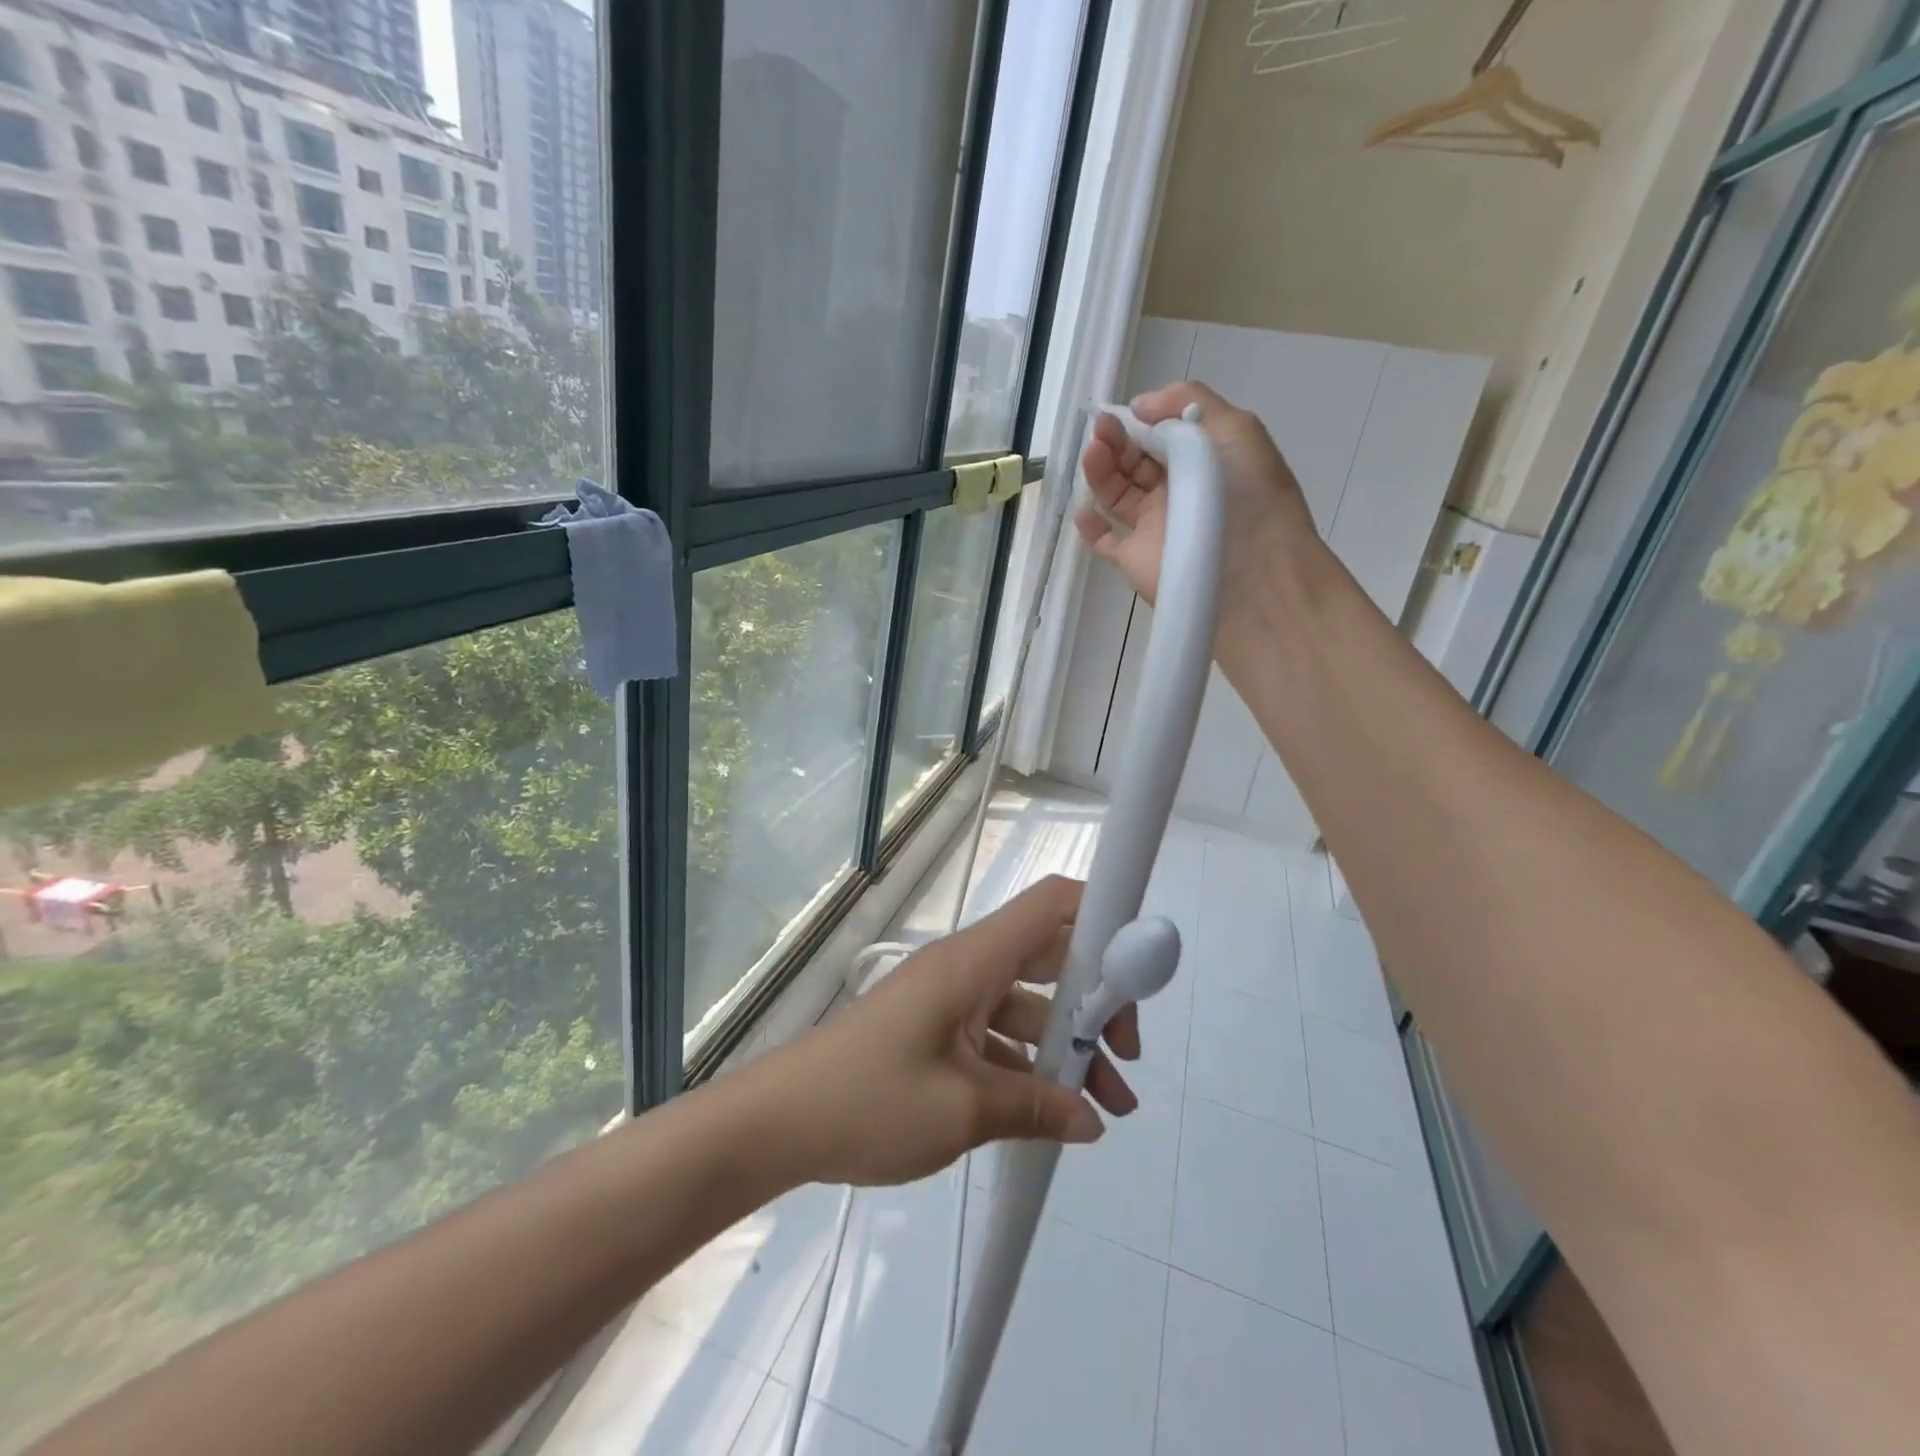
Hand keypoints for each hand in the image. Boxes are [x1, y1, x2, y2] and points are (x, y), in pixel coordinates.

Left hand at [747, 876, 1140, 1188]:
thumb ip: (1033, 1108)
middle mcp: (967, 968)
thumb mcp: (961, 1109)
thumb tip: (1091, 1119)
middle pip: (1050, 959)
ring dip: (1065, 1048)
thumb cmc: (868, 1099)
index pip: (1050, 905)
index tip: (1140, 966)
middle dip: (1095, 1003)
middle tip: (1125, 1057)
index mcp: (973, 961)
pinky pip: (997, 1037)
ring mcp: (950, 1001)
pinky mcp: (936, 1033)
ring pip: (1027, 1007)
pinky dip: (1028, 1067)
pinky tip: (1051, 1114)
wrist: (777, 1122)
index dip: (1102, 915)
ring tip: (1105, 1107)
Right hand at [1075, 381, 1320, 638]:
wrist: (1250, 572)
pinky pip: (1106, 541)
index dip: (1141, 421)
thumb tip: (1139, 407)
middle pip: (1135, 461)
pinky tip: (1084, 509)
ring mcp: (1154, 527)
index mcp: (1204, 461)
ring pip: (1117, 494)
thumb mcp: (1236, 429)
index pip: (1163, 435)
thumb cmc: (1248, 496)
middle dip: (1116, 441)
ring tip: (1093, 454)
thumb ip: (1188, 403)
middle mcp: (1177, 491)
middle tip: (1101, 430)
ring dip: (1101, 470)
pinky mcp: (1135, 559)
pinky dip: (1090, 527)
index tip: (1121, 413)